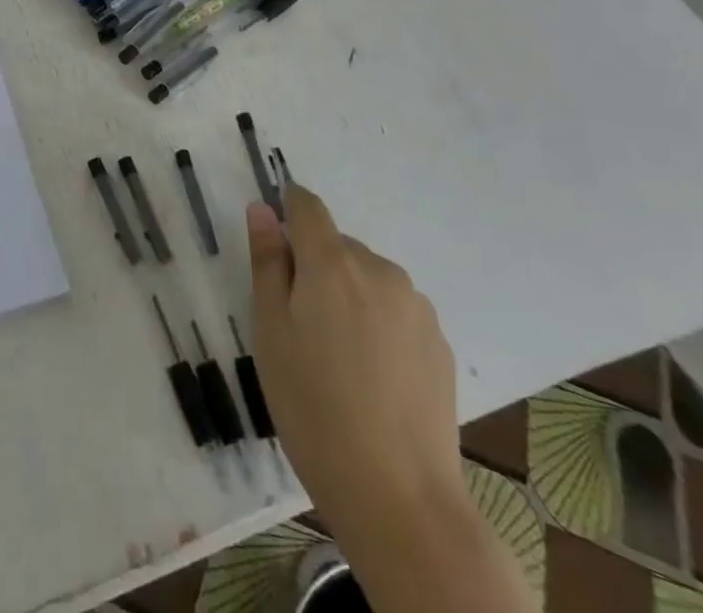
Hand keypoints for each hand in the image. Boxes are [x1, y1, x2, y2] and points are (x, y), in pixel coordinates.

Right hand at [246, 185, 464, 542]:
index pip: (306, 205)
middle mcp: (379, 269)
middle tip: (300, 328)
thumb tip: (262, 208)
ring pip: (368, 278)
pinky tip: (373, 378)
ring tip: (339, 359)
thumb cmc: (313, 407)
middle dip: (315, 268)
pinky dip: (378, 325)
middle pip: (337, 245)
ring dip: (348, 296)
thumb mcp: (270, 332)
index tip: (274, 248)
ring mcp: (415, 305)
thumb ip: (267, 262)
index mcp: (332, 261)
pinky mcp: (440, 342)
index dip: (286, 212)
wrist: (400, 497)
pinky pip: (396, 311)